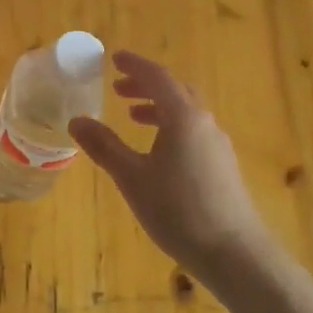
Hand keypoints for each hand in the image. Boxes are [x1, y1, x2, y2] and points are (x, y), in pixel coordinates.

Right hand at [68, 51, 272, 285]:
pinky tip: (158, 152)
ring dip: (159, 107)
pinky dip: (171, 127)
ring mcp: (218, 145)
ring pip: (187, 113)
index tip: (114, 59)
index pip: (158, 77)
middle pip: (175, 91)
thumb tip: (77, 120)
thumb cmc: (178, 210)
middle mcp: (205, 123)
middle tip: (118, 89)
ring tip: (134, 117)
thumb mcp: (131, 178)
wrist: (235, 254)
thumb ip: (104, 146)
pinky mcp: (223, 167)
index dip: (135, 65)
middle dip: (146, 85)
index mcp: (184, 117)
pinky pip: (194, 132)